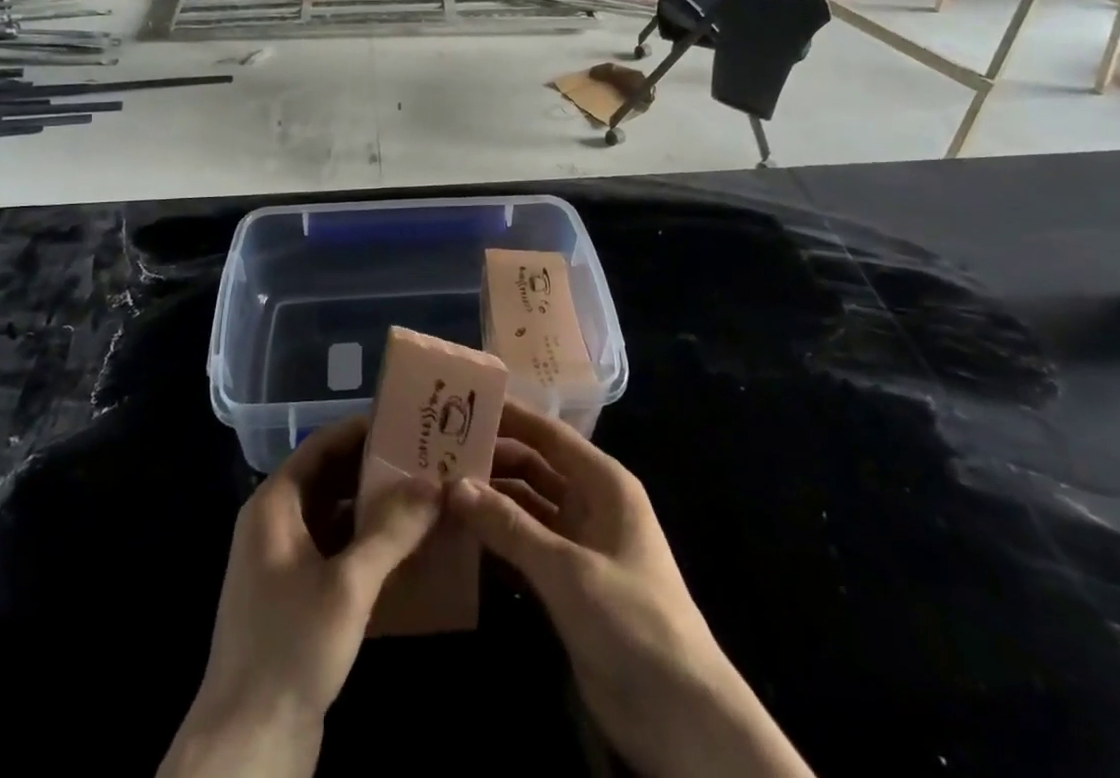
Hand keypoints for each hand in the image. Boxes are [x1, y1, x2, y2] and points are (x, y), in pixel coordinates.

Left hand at [159, 416, 441, 777]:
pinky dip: (368, 544)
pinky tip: (408, 549)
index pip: (322, 445)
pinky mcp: (298, 598)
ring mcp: (285, 563)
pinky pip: (337, 551)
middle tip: (427, 459)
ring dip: (376, 508)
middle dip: (376, 469)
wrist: (247, 747)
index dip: (362, 430)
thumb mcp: (348, 585)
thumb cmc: (291, 648)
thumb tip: (434, 482)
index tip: (408, 422)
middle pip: (331, 478)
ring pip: (336, 516)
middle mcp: (276, 524)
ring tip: (427, 497)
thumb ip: (392, 529)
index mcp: (274, 505)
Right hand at [449, 404, 814, 777]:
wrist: (681, 716)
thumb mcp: (567, 570)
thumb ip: (510, 527)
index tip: (464, 404)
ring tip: (440, 490)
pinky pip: (527, 547)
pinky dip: (498, 539)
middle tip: (438, 454)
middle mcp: (591, 505)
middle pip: (535, 469)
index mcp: (604, 484)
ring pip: (527, 508)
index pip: (550, 435)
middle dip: (493, 461)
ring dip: (491, 501)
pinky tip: (460, 536)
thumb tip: (455, 485)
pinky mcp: (569, 584)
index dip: (511, 417)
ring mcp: (580, 545)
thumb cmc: (631, 620)